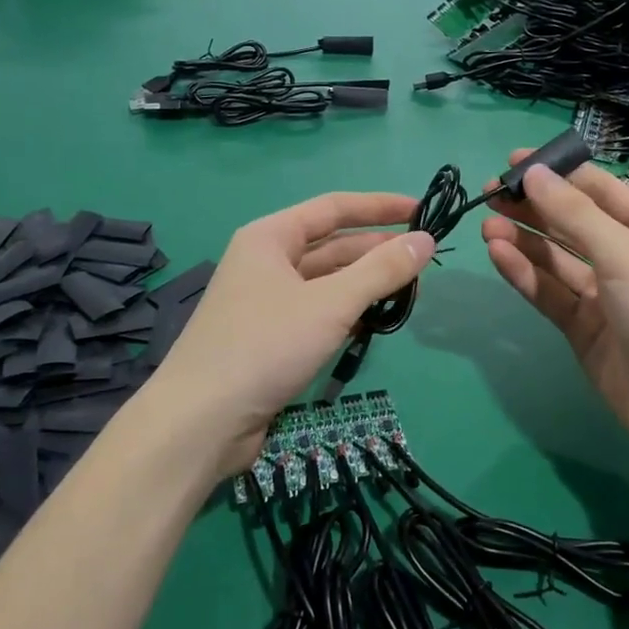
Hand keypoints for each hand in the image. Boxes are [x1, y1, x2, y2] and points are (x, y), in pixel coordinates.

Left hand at [147, 192, 435, 477]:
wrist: (202, 421)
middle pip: (331, 245)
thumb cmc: (265, 346)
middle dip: (376, 250)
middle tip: (424, 260)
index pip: (333, 208)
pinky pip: (318, 311)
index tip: (422, 210)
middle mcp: (266, 262)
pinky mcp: (270, 338)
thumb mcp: (331, 303)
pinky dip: (347, 312)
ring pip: (326, 281)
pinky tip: (375, 320)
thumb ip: (381, 270)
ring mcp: (266, 301)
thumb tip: (426, 240)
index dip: (379, 207)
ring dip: (365, 283)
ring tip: (410, 291)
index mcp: (270, 237)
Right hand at [482, 154, 628, 462]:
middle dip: (533, 207)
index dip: (558, 174)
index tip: (514, 161)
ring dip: (523, 240)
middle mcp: (628, 259)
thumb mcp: (626, 255)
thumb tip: (534, 172)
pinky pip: (549, 292)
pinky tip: (498, 254)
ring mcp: (604, 296)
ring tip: (486, 225)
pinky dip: (524, 273)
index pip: (600, 191)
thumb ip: (575, 214)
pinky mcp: (582, 329)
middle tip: (489, 194)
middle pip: (572, 224)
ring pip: (555, 259)